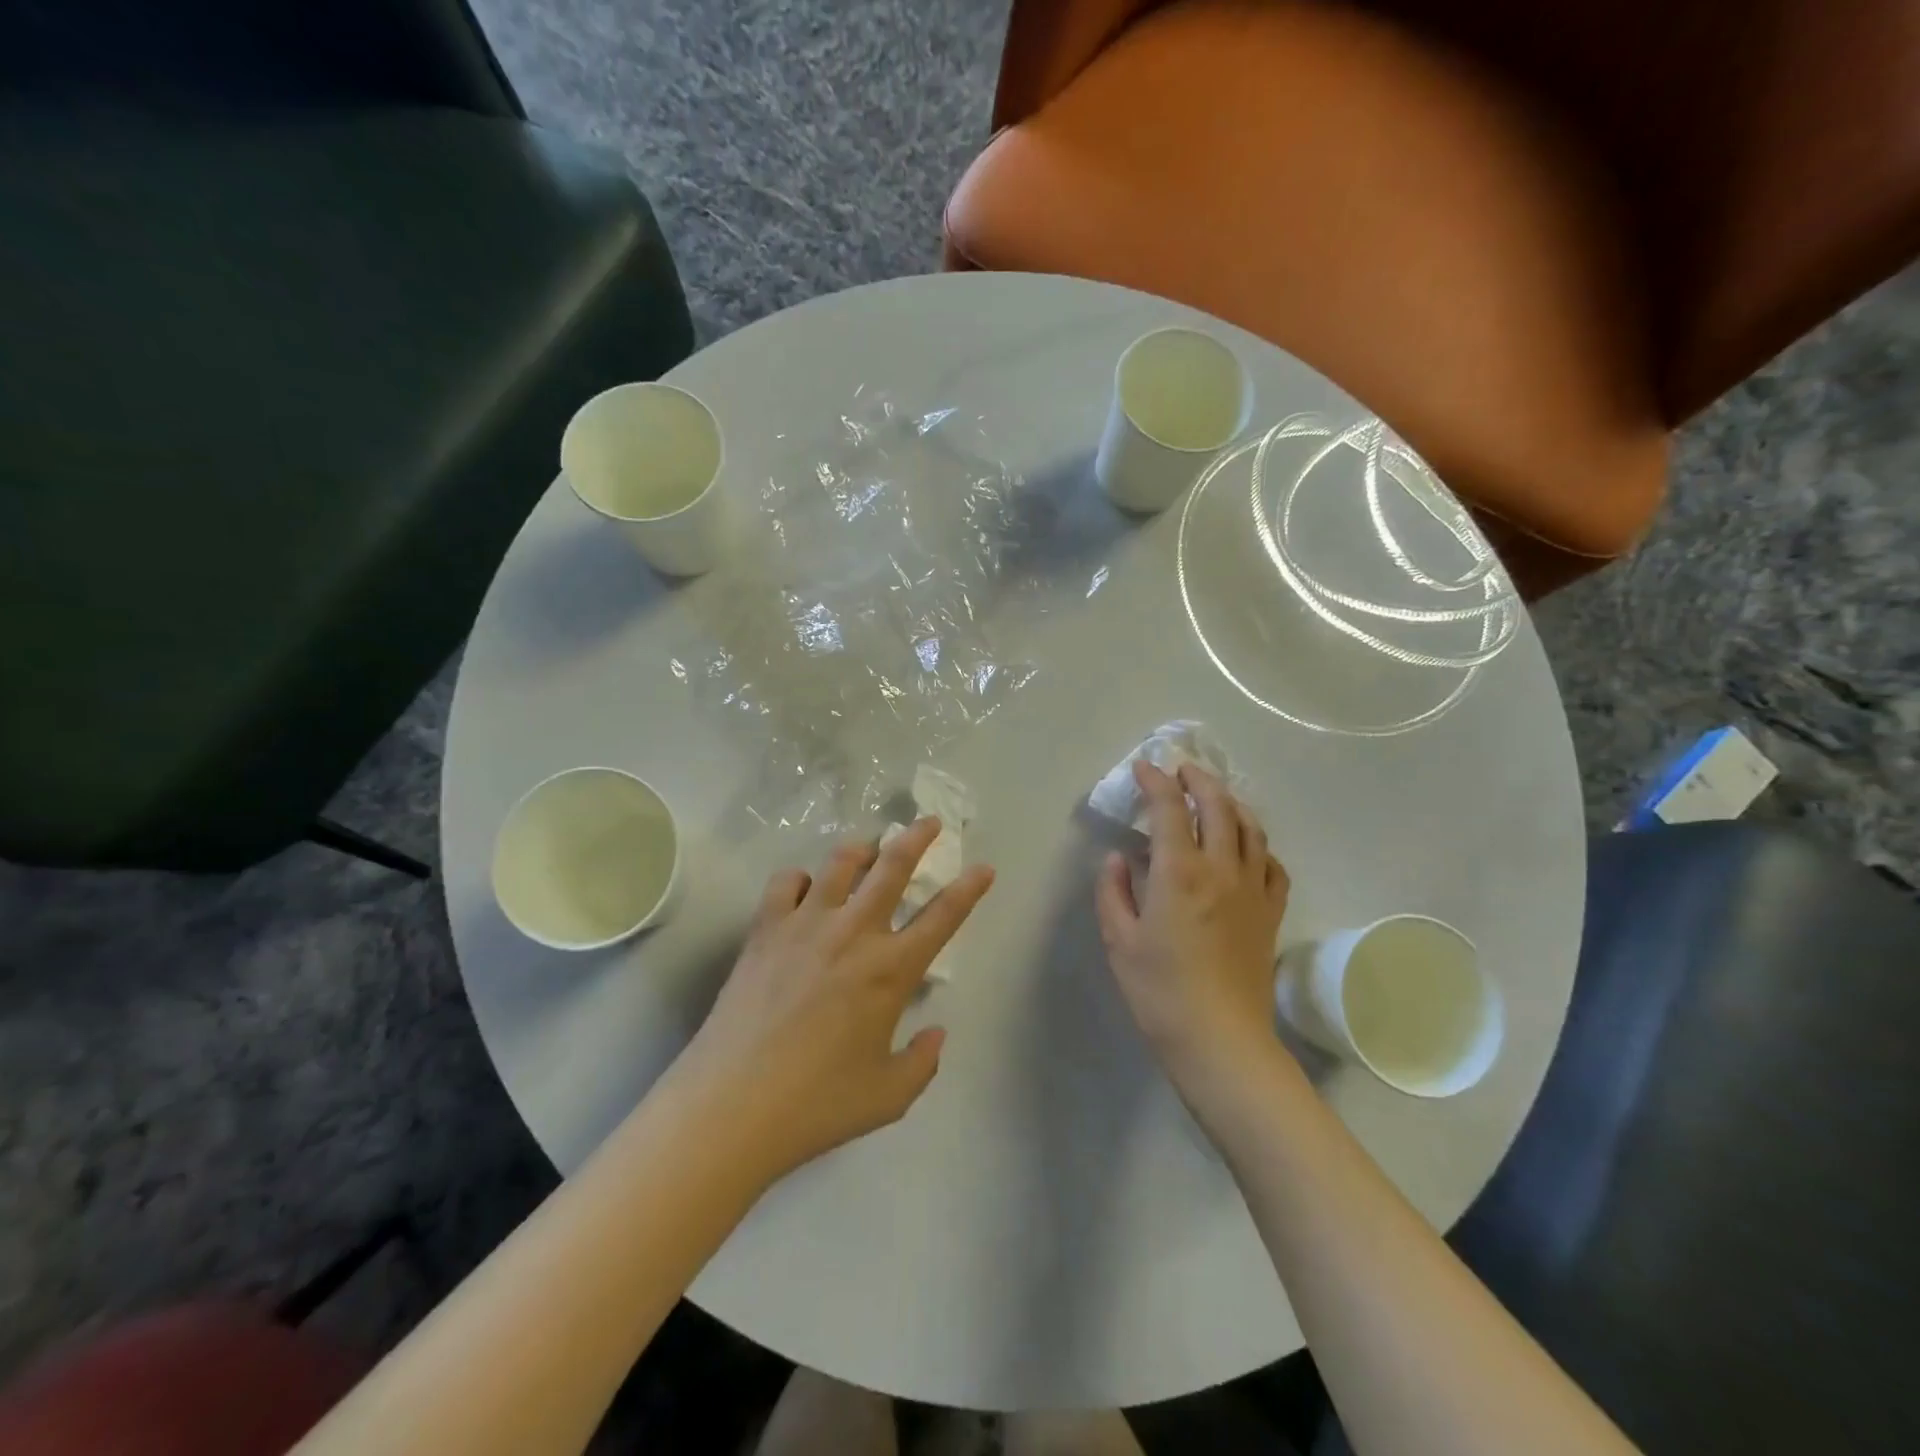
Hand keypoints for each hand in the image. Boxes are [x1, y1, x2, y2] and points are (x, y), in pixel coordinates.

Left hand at [673, 818, 993, 1182]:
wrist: (733, 1104)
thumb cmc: (817, 1104)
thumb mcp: (889, 1096)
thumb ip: (923, 1062)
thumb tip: (936, 1033)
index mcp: (891, 970)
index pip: (943, 917)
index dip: (969, 888)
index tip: (983, 867)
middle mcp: (853, 933)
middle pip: (893, 867)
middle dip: (917, 838)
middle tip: (930, 822)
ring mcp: (806, 924)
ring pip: (840, 863)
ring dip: (861, 848)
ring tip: (869, 847)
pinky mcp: (765, 929)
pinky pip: (785, 882)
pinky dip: (800, 878)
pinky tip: (804, 889)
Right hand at [1095, 761, 1290, 1096]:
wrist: (1220, 1041)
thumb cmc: (1159, 991)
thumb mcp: (1118, 940)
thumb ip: (1114, 891)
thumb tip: (1119, 858)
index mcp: (1179, 872)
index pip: (1169, 809)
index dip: (1155, 781)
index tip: (1143, 768)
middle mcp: (1221, 869)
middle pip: (1219, 806)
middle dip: (1199, 780)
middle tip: (1182, 770)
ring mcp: (1253, 890)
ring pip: (1251, 829)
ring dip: (1232, 803)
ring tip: (1215, 797)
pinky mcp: (1270, 914)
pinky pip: (1272, 866)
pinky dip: (1258, 845)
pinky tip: (1248, 848)